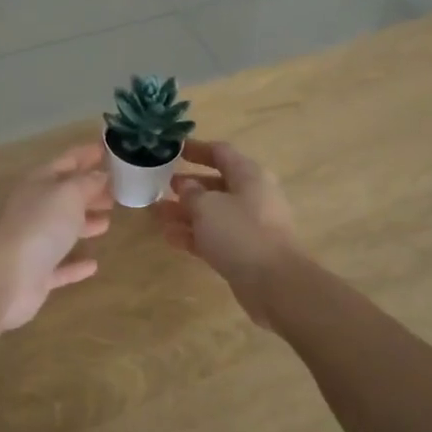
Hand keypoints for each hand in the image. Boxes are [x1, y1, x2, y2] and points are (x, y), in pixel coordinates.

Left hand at [0, 143, 113, 330]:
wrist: (5, 277)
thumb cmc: (39, 225)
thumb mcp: (69, 194)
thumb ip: (87, 182)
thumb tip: (101, 175)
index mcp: (39, 183)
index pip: (66, 161)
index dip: (87, 154)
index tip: (110, 149)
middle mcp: (34, 209)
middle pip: (65, 195)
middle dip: (90, 190)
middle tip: (118, 189)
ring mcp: (33, 243)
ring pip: (62, 229)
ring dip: (84, 224)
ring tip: (108, 221)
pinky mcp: (36, 275)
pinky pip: (60, 265)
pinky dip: (75, 264)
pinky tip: (93, 264)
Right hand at [153, 140, 299, 325]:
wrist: (274, 282)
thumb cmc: (240, 233)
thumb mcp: (207, 206)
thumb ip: (191, 192)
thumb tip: (185, 185)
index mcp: (249, 175)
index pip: (220, 152)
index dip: (196, 149)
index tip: (173, 150)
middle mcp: (252, 196)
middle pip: (215, 184)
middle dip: (187, 185)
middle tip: (161, 186)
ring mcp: (249, 225)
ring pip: (213, 212)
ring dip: (185, 212)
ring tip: (157, 214)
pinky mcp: (245, 250)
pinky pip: (215, 236)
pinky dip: (194, 235)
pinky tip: (169, 238)